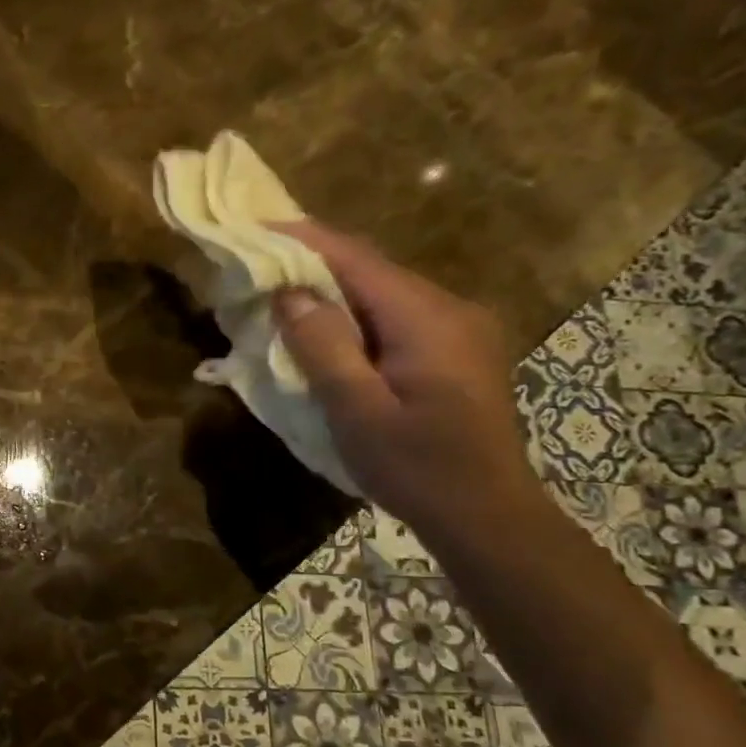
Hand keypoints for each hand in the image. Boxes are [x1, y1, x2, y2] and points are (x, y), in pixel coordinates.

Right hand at [269, 220, 538, 540]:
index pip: (358, 260)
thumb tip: (290, 292)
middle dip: (314, 266)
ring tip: (282, 302)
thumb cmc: (418, 468)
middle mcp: (450, 310)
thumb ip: (324, 347)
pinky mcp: (457, 354)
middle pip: (372, 273)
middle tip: (260, 270)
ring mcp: (460, 331)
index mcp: (428, 318)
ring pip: (383, 296)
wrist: (488, 518)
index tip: (257, 228)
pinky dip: (355, 320)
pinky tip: (328, 337)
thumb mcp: (358, 411)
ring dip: (333, 296)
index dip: (305, 240)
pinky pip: (396, 320)